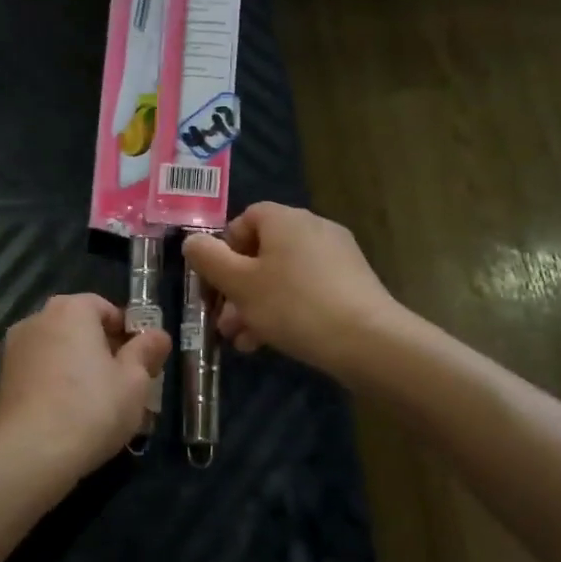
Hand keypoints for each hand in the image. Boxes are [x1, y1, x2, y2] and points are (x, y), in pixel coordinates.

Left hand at [0, 294, 170, 477]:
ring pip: (57, 350)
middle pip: (79, 327)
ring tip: (97, 403)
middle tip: (124, 383)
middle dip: (102, 349)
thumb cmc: (91, 408)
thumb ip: (146, 352)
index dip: (127, 332)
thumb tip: (158, 334)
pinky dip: (55, 383)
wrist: (30, 453)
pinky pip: (39, 371)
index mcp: (71, 309)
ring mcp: (14, 348)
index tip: (140, 361)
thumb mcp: (134, 382)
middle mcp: (38, 319)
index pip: (104, 308)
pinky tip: (69, 413)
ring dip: (77, 366)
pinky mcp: (3, 378)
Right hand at [181, 203, 403, 377]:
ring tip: (245, 341)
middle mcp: (313, 228)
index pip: (245, 219)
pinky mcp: (353, 283)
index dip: (224, 249)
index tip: (216, 282)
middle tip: (224, 322)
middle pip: (262, 252)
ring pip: (282, 276)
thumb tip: (192, 241)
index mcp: (284, 219)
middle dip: (237, 288)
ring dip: (257, 305)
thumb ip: (209, 259)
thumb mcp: (239, 284)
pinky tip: (273, 342)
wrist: (368, 341)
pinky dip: (286, 310)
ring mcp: (337, 256)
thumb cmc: (293, 305)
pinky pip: (307, 290)